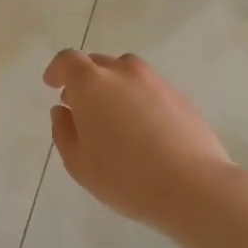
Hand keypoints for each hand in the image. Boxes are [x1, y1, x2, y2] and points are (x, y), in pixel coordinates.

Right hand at [43, 50, 235, 232]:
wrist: (194, 187)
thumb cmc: (126, 177)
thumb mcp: (79, 163)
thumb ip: (63, 132)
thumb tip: (63, 111)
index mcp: (91, 84)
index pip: (68, 60)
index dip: (57, 70)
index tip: (52, 84)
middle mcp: (123, 73)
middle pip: (97, 63)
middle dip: (84, 79)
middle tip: (80, 107)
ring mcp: (155, 81)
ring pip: (126, 72)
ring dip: (113, 86)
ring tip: (113, 116)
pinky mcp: (180, 96)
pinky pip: (149, 88)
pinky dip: (138, 98)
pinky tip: (142, 129)